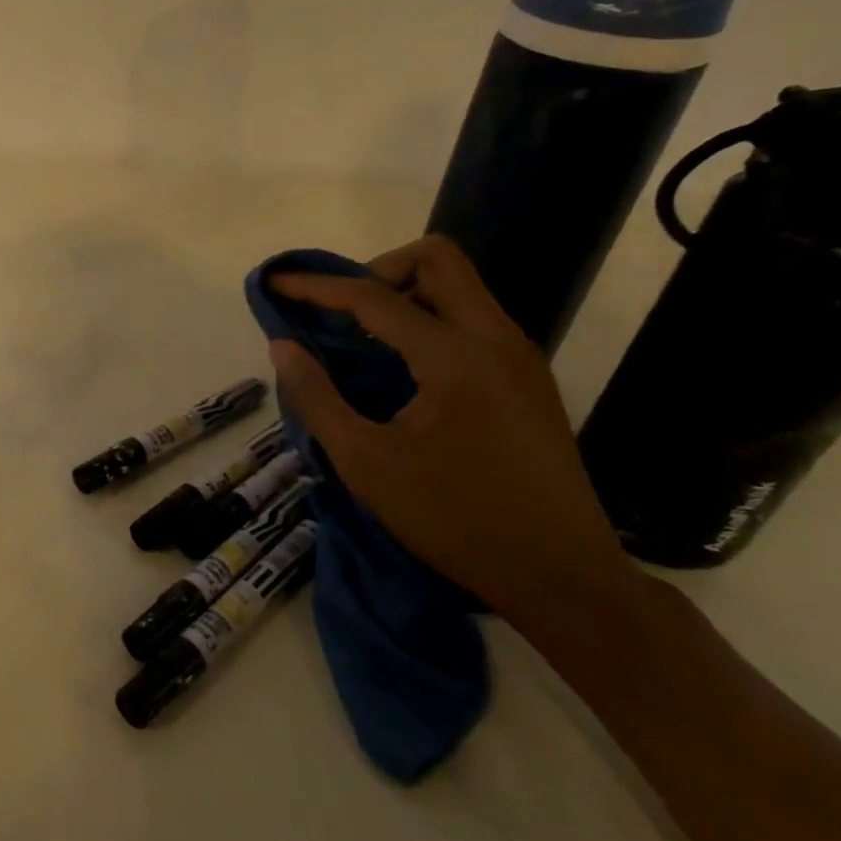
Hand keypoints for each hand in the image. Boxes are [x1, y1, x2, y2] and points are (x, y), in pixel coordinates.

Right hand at [268, 234, 640, 633]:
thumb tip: (283, 346)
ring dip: (404, 293)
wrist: (564, 580)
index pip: (374, 297)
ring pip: (460, 286)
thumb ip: (316, 397)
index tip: (277, 283)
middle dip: (376, 270)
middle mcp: (496, 340)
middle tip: (339, 311)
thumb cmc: (455, 521)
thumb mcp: (366, 463)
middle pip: (436, 260)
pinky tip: (400, 366)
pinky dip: (428, 320)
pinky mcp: (528, 379)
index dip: (318, 286)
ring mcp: (520, 358)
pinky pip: (472, 318)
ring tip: (361, 337)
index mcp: (455, 358)